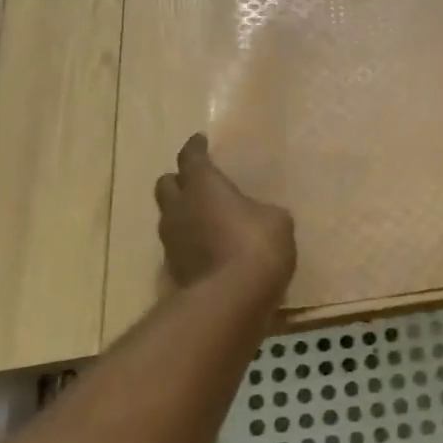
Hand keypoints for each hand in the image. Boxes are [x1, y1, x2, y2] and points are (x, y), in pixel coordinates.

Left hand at [154, 135, 296, 293]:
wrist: (230, 301)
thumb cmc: (256, 246)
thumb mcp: (276, 220)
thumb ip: (261, 211)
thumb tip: (258, 216)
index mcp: (203, 186)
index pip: (191, 157)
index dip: (195, 147)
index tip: (200, 141)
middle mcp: (179, 208)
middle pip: (166, 184)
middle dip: (179, 180)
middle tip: (198, 182)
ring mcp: (171, 242)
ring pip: (169, 217)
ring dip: (183, 213)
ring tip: (205, 217)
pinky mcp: (173, 271)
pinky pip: (178, 246)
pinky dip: (190, 242)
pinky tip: (209, 248)